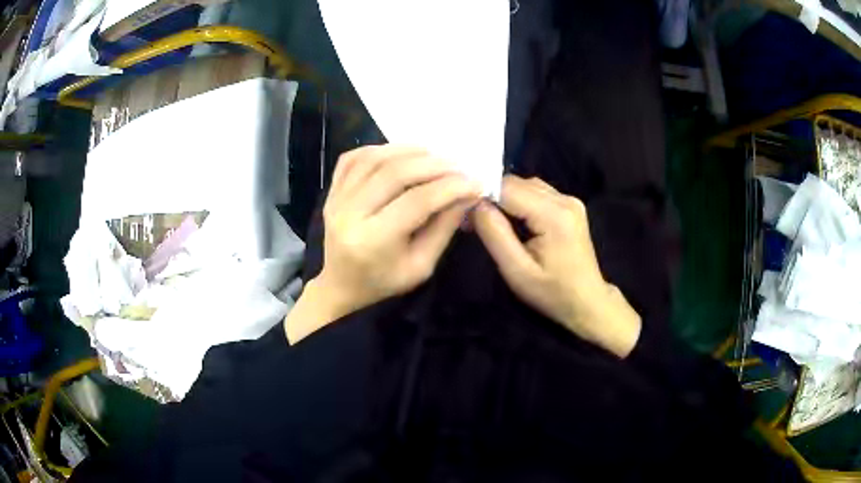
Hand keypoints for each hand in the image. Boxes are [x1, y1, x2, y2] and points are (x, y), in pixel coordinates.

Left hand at [285, 145, 480, 342]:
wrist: (341, 285)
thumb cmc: (384, 282)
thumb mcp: (421, 266)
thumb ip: (444, 227)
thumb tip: (467, 193)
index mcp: (373, 241)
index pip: (417, 201)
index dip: (450, 187)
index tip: (475, 182)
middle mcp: (349, 214)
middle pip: (394, 173)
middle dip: (433, 165)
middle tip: (458, 166)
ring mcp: (335, 199)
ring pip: (374, 159)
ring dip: (408, 151)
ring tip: (434, 155)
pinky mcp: (331, 190)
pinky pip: (353, 158)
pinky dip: (379, 149)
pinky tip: (400, 154)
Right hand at [471, 175, 641, 356]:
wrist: (587, 302)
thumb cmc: (552, 293)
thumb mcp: (517, 271)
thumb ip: (495, 234)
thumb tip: (474, 203)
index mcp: (554, 214)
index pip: (507, 188)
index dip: (482, 196)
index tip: (466, 217)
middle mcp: (565, 199)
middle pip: (516, 183)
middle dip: (492, 198)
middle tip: (475, 224)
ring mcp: (570, 199)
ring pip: (525, 185)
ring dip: (505, 200)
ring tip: (493, 224)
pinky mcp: (569, 205)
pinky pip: (536, 192)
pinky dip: (519, 202)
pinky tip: (514, 222)